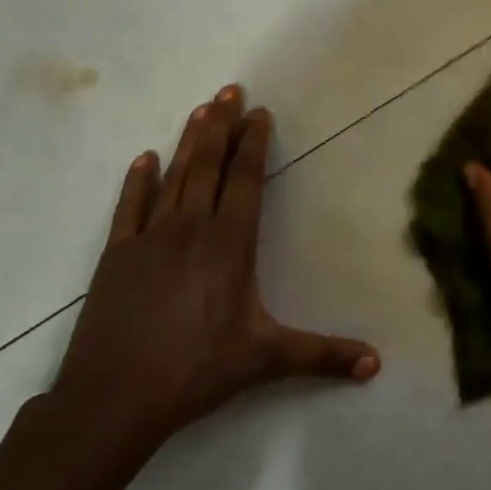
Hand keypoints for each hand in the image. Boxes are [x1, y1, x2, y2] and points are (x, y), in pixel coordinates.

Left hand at [50, 84, 378, 461]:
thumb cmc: (197, 371)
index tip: (259, 112)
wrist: (113, 399)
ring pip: (174, 177)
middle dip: (222, 125)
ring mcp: (150, 238)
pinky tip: (144, 158)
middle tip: (230, 89)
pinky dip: (137, 180)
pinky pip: (129, 207)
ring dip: (189, 140)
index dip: (253, 143)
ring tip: (201, 108)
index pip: (245, 180)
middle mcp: (191, 228)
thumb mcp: (266, 359)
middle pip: (209, 165)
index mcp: (230, 243)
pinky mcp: (117, 255)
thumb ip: (323, 357)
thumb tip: (377, 366)